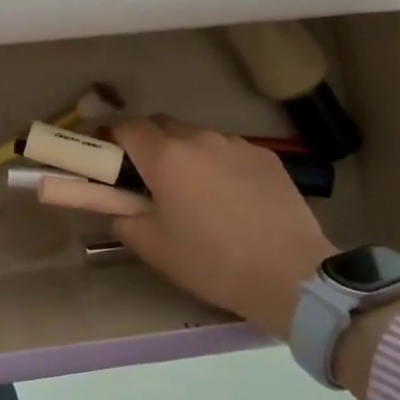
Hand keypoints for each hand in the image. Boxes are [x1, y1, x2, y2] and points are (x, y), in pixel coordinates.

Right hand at [110, 117, 338, 339]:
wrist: (291, 275)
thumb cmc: (212, 262)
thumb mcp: (153, 247)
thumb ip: (122, 217)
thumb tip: (118, 204)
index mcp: (165, 157)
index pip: (125, 127)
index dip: (111, 139)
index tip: (108, 160)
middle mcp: (198, 138)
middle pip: (160, 124)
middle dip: (147, 143)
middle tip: (149, 179)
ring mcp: (235, 144)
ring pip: (196, 136)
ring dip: (185, 153)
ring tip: (195, 192)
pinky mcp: (265, 155)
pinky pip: (228, 150)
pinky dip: (218, 164)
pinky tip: (231, 198)